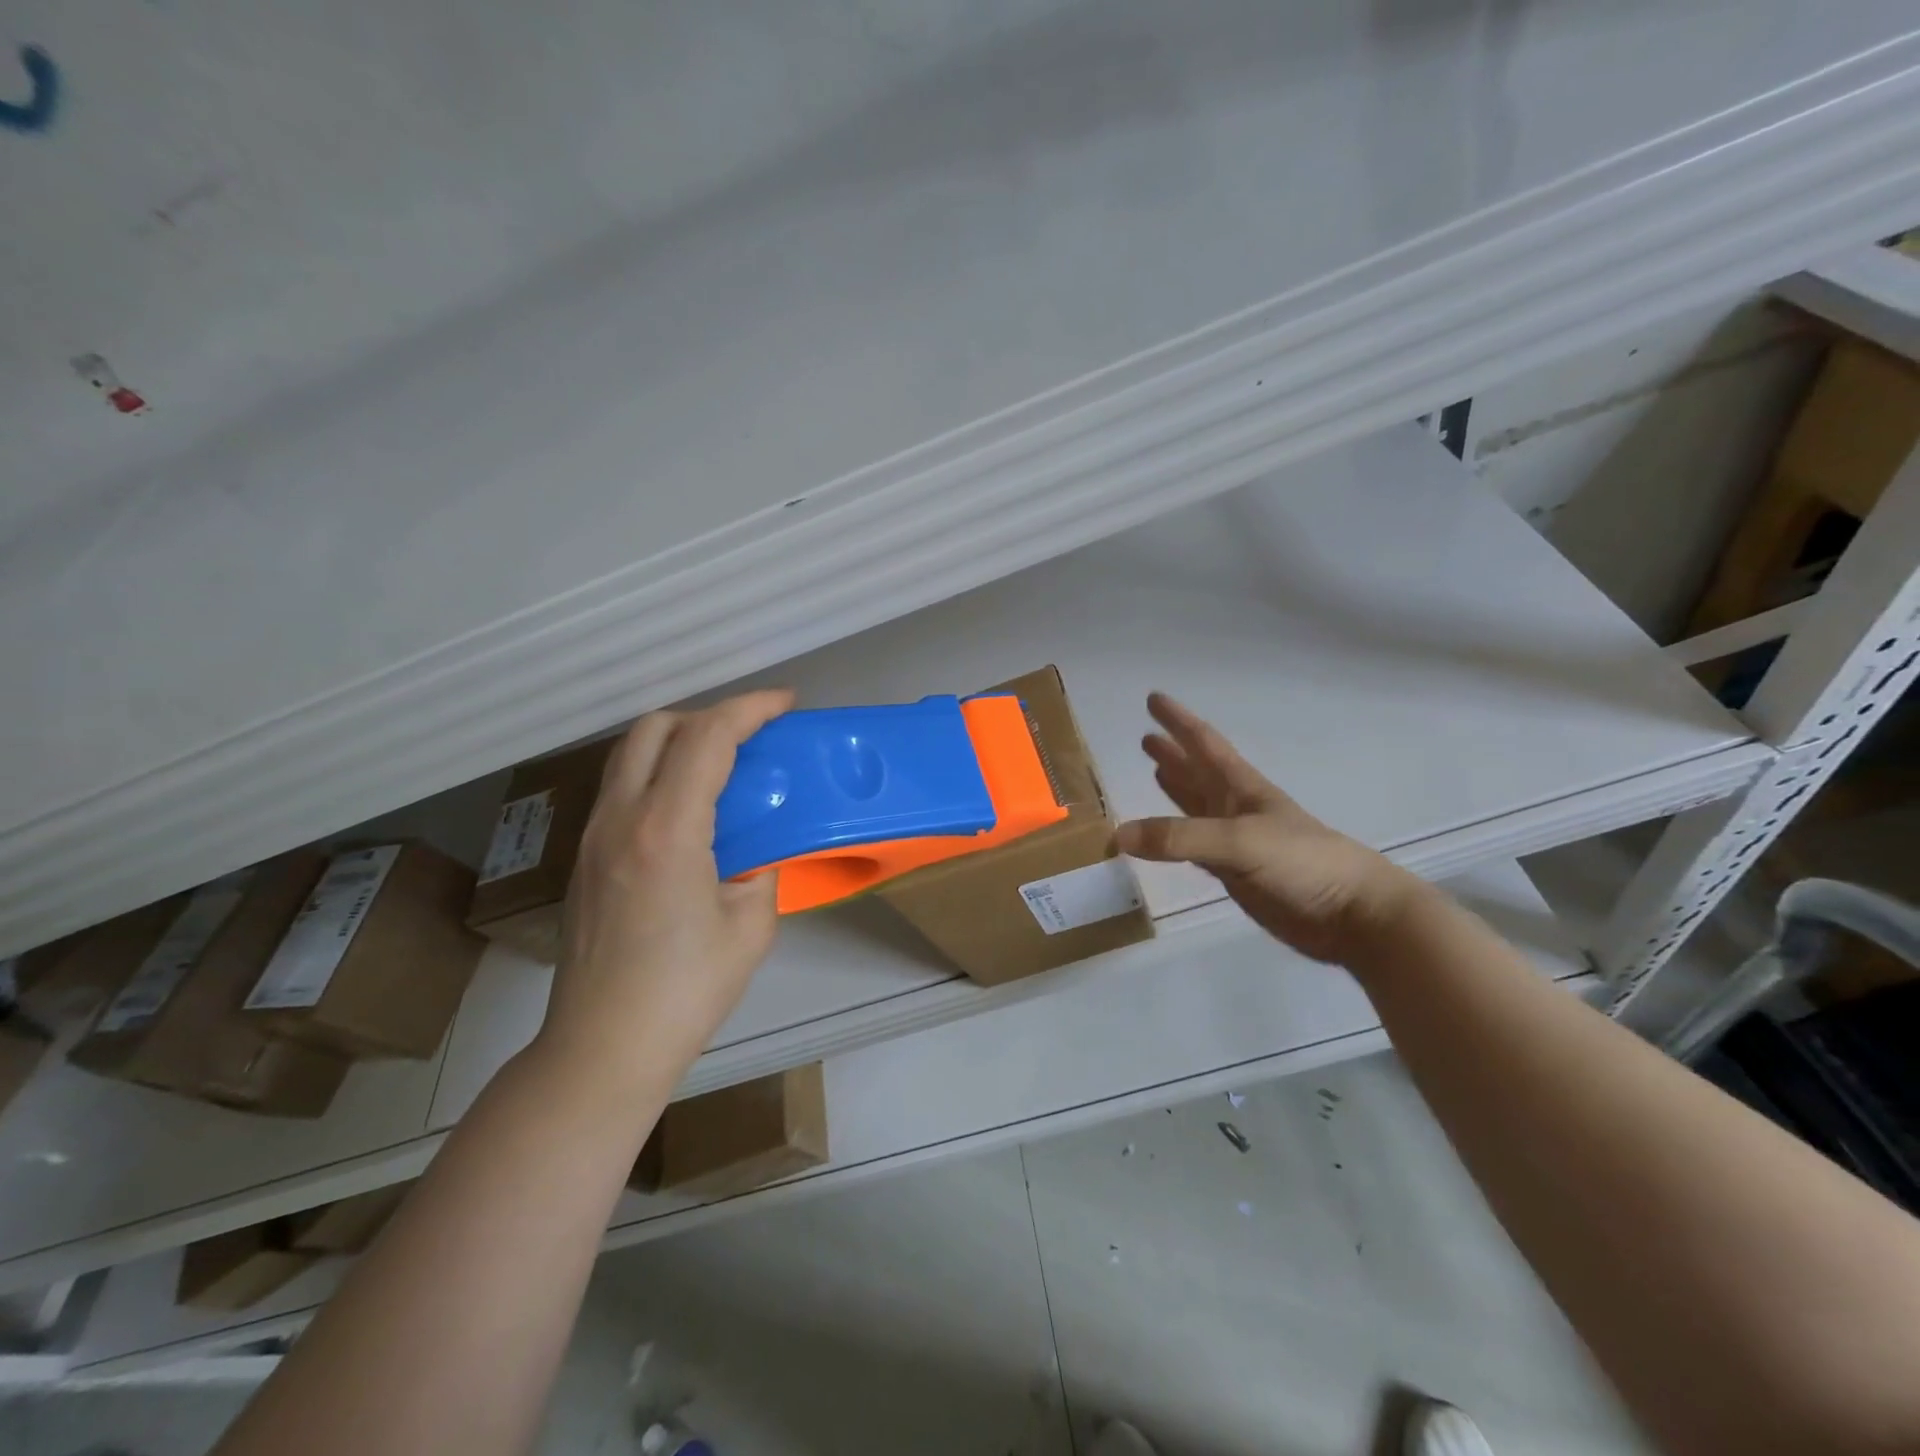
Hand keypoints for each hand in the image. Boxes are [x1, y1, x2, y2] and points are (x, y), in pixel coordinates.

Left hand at [538, 689, 794, 1090]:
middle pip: (654, 727)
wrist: (602, 1047)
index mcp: (667, 830)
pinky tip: (687, 812)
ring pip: (629, 754)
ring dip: (678, 741)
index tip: (785, 704)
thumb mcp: (751, 926)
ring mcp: (592, 837)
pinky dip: (657, 773)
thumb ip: (759, 870)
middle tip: (750, 737)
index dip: (750, 708)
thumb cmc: (686, 991)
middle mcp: (620, 819)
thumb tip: (752, 852)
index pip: (707, 738)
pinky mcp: (582, 858)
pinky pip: (621, 788)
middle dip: (707, 715)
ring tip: (721, 766)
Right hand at [1116, 693, 1427, 963]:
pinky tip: (1163, 836)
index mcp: (1241, 788)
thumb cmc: (1302, 862)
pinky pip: (1193, 847)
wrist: (1351, 914)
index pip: (1203, 743)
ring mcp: (1236, 841)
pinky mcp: (1234, 873)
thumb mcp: (1239, 841)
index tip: (1153, 698)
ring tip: (1154, 770)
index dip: (1179, 720)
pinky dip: (1175, 838)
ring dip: (1176, 787)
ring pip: (1196, 806)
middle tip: (1145, 736)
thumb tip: (1118, 835)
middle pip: (1198, 771)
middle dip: (1173, 753)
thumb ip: (1180, 837)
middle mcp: (1235, 808)